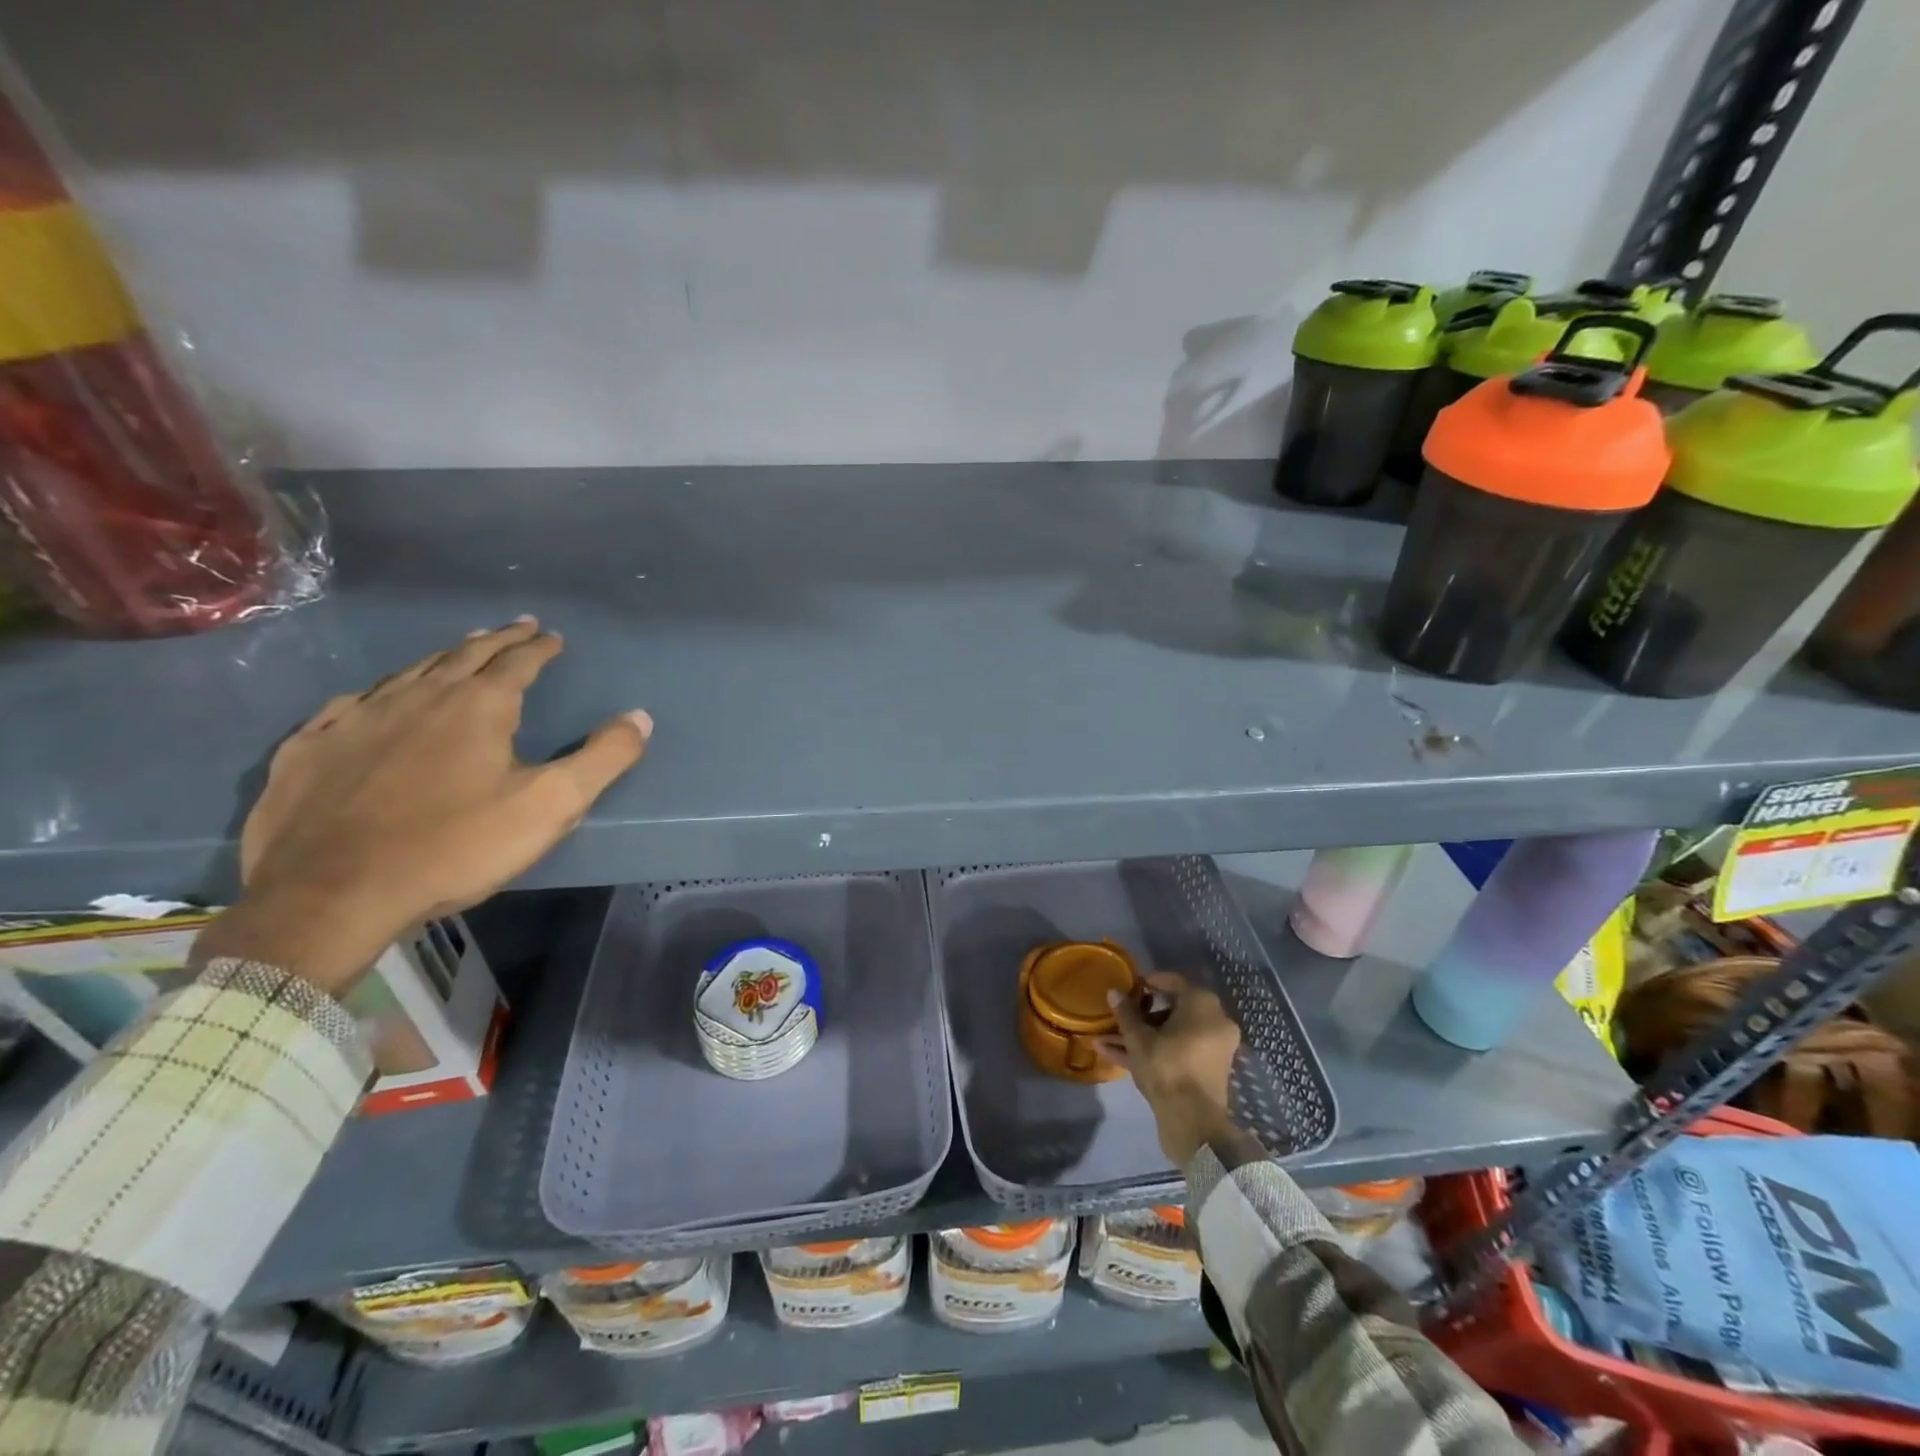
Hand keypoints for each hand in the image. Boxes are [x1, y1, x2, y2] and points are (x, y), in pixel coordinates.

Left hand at [199, 618, 651, 993]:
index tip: (552, 636)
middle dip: (495, 640)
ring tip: (458, 652)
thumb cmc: (456, 846)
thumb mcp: (550, 805)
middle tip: (515, 627)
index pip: (517, 661)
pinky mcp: (310, 749)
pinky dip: (377, 694)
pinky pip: (349, 705)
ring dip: (440, 659)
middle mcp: (417, 697)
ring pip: (407, 674)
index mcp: (477, 706)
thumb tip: (640, 716)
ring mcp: (356, 719)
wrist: (332, 895)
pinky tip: (374, 700)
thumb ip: (603, 758)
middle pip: (463, 656)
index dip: (538, 647)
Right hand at [1097, 971, 1241, 1166]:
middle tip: (1118, 1016)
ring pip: (1172, 1034)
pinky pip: (1178, 1052)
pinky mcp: (1206, 1071)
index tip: (1130, 988)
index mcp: (1203, 1004)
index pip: (1173, 982)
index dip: (1149, 982)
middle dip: (1140, 1015)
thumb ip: (1126, 1012)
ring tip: (1106, 1040)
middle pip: (1172, 1010)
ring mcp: (1212, 1048)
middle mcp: (1214, 1021)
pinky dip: (1154, 1052)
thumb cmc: (1167, 1067)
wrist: (1193, 1122)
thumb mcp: (1138, 1038)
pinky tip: (1118, 1056)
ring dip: (1141, 1036)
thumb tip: (1114, 992)